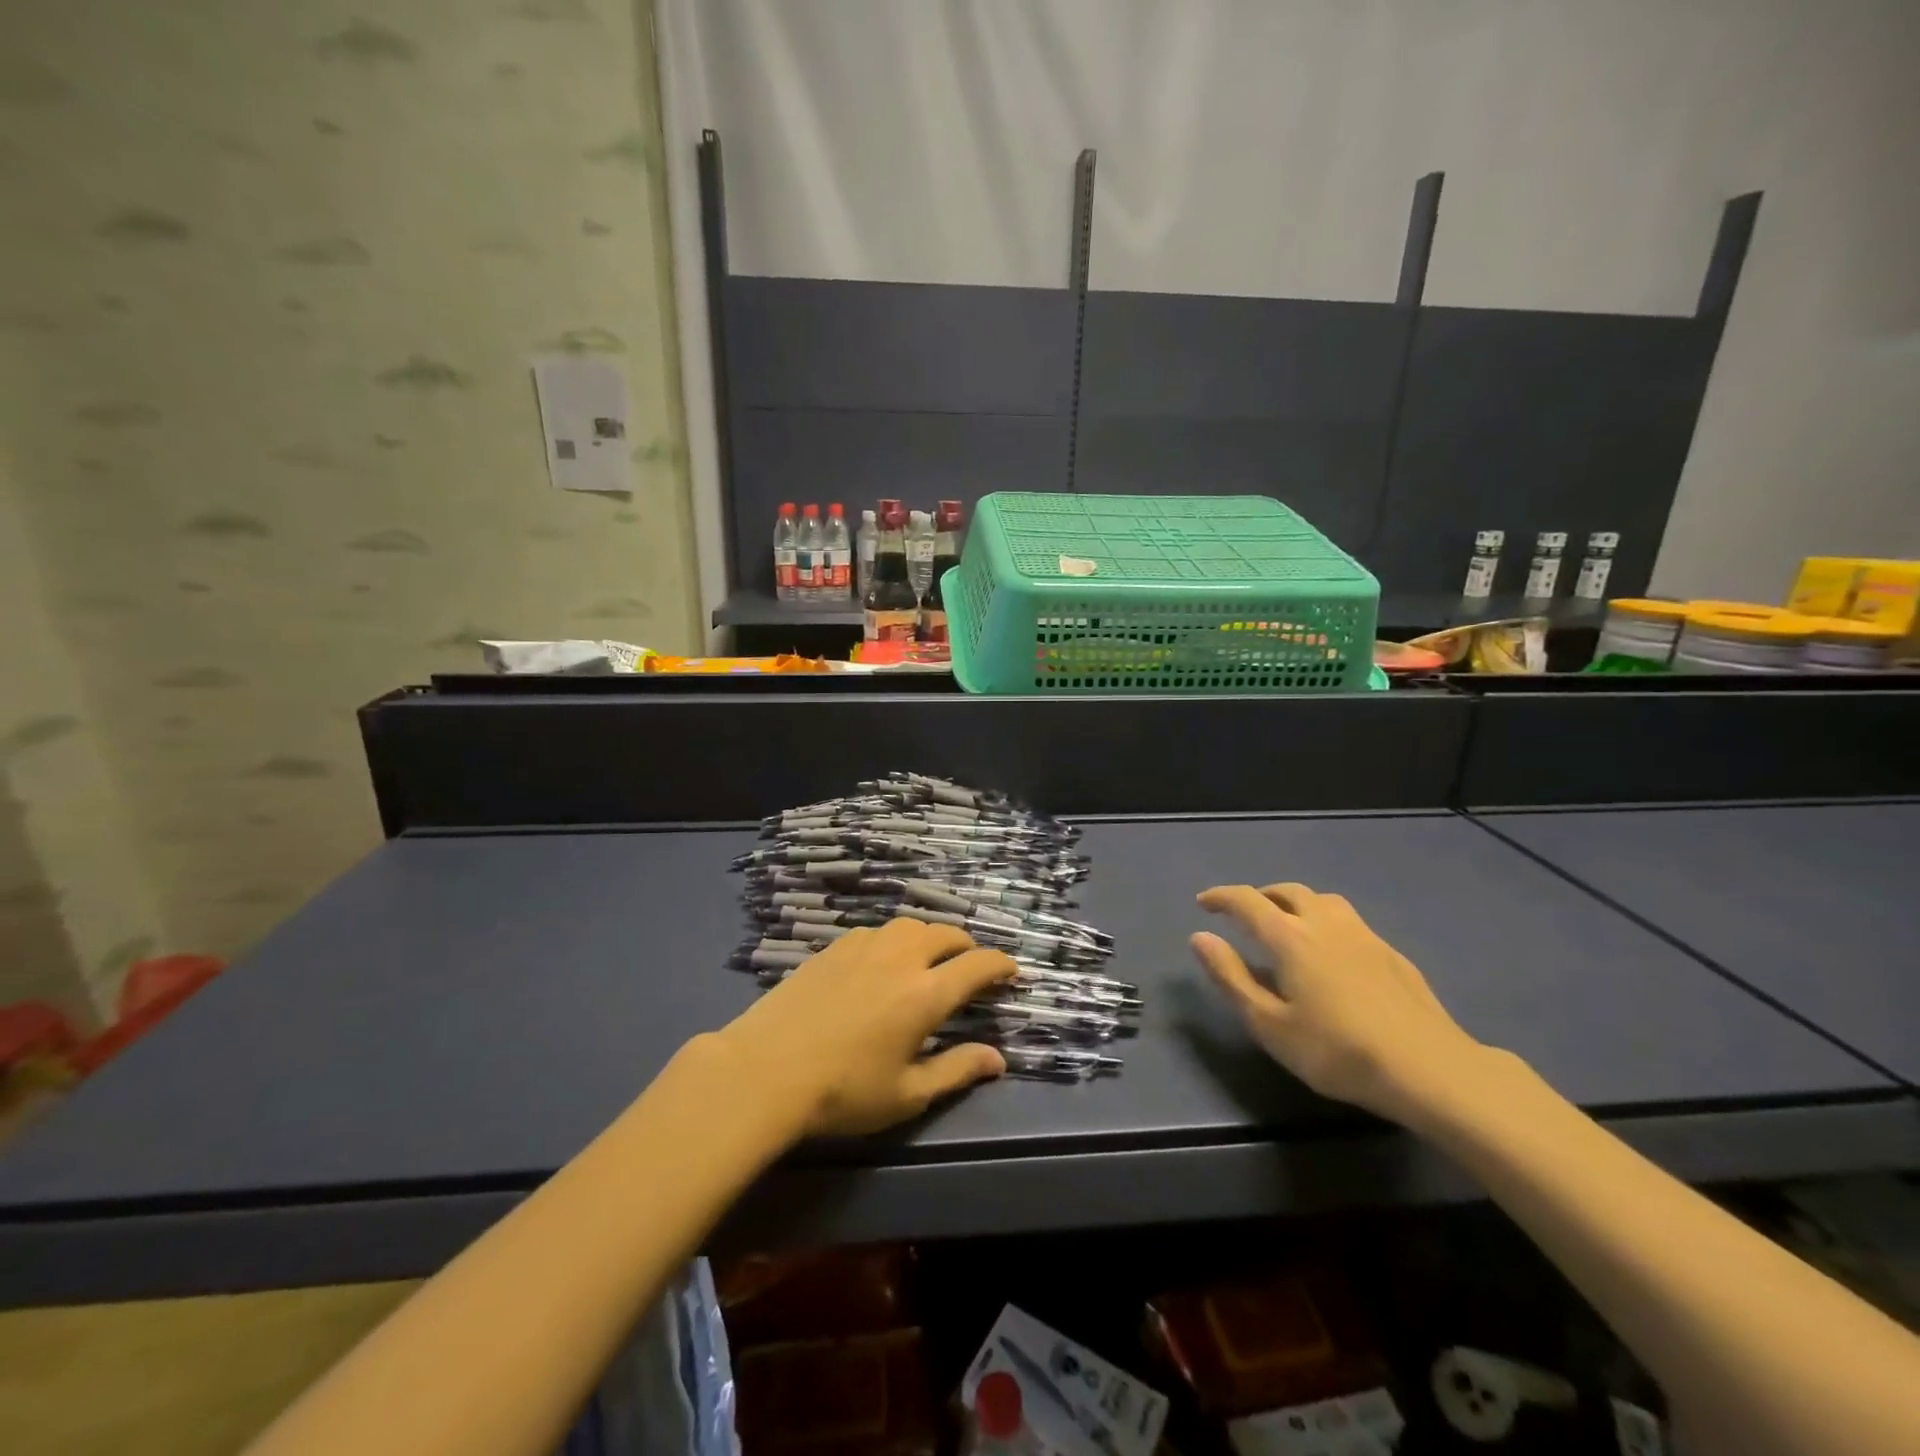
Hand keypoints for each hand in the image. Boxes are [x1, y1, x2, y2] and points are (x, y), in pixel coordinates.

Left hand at [712, 918, 1016, 1137]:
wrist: (765, 1070)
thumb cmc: (843, 1092)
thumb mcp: (907, 1094)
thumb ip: (957, 1070)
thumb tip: (998, 1059)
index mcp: (926, 994)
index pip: (977, 965)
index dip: (1001, 965)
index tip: (1012, 971)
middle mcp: (901, 958)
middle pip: (947, 935)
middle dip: (967, 948)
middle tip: (970, 969)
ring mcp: (865, 946)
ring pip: (911, 925)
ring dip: (930, 938)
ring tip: (928, 959)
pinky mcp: (834, 947)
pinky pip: (877, 931)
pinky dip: (894, 940)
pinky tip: (882, 962)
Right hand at [1190, 882, 1490, 1125]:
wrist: (1430, 1069)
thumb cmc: (1338, 1051)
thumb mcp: (1270, 1024)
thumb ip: (1231, 977)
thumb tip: (1200, 937)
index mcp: (1290, 937)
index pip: (1247, 901)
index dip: (1221, 897)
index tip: (1203, 903)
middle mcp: (1325, 923)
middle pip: (1287, 891)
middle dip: (1260, 896)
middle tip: (1244, 915)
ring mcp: (1364, 935)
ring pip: (1323, 900)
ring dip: (1296, 902)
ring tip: (1287, 924)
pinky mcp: (1392, 953)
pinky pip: (1349, 921)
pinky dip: (1326, 922)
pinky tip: (1332, 952)